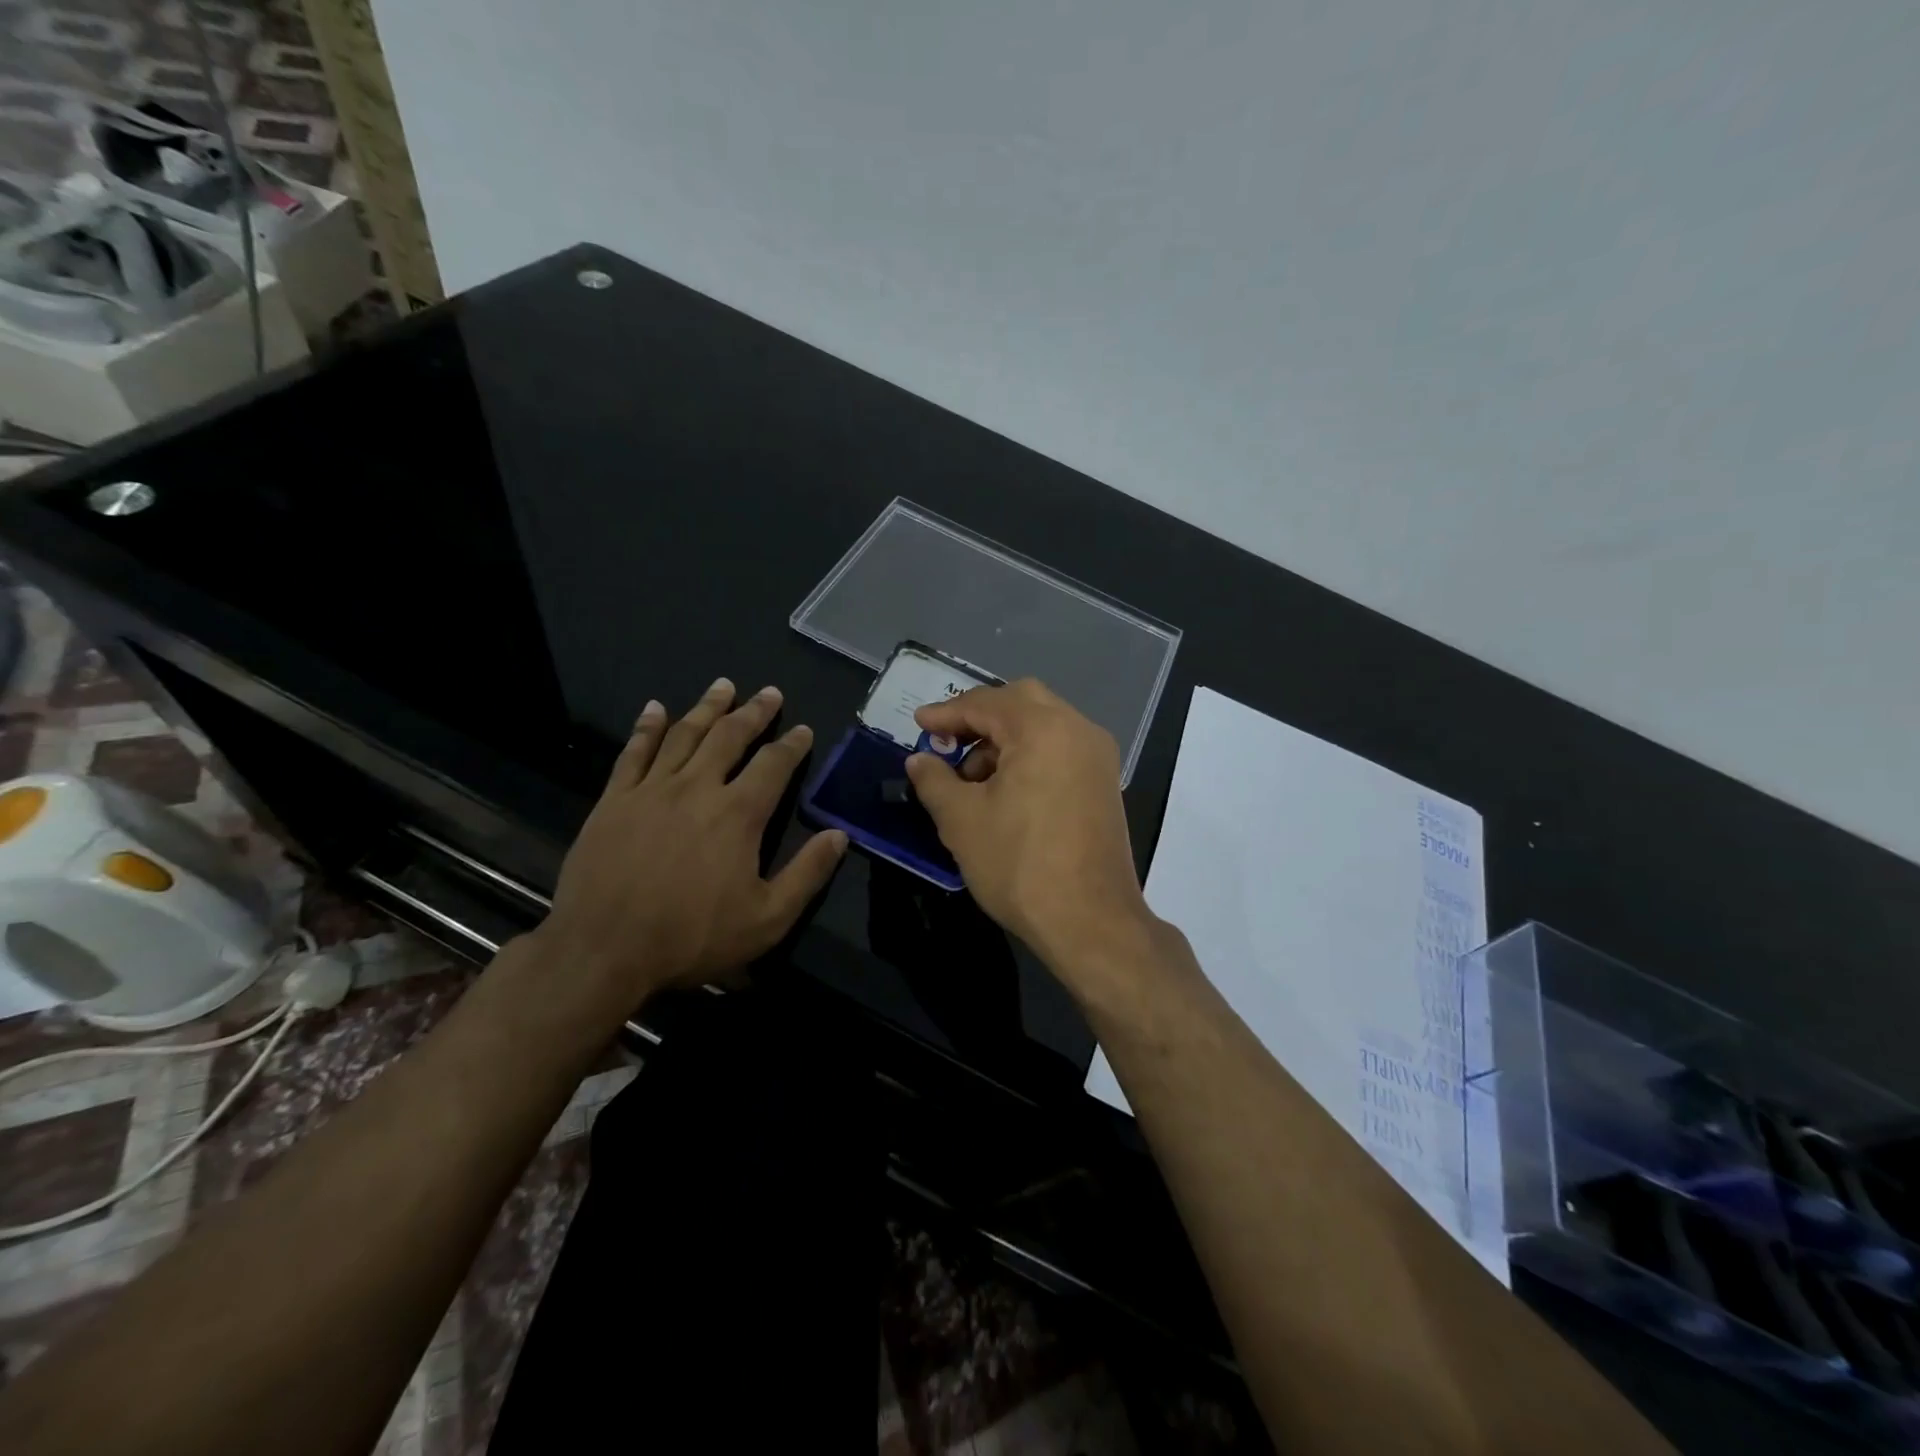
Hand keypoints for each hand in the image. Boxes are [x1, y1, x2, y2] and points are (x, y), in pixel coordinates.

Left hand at [536, 678, 846, 1005]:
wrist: (603, 952)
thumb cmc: (692, 937)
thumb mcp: (768, 918)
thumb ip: (808, 873)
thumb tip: (840, 835)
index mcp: (738, 814)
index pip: (773, 765)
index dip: (792, 744)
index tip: (803, 729)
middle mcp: (697, 788)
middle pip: (730, 737)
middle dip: (754, 712)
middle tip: (769, 693)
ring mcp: (651, 790)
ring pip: (684, 735)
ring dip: (707, 707)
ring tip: (724, 686)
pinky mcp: (613, 801)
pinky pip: (633, 753)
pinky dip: (647, 728)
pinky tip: (655, 708)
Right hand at [906, 679, 1153, 974]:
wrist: (1090, 921)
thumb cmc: (1019, 864)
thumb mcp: (961, 820)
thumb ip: (934, 780)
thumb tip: (919, 760)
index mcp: (1043, 729)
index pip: (986, 703)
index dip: (946, 713)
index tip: (918, 724)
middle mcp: (1078, 730)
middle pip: (1021, 701)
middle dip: (979, 717)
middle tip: (946, 742)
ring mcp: (1097, 757)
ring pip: (1043, 725)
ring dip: (1004, 738)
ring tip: (972, 779)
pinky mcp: (1104, 784)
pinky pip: (1061, 749)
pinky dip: (1029, 755)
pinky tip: (1005, 790)